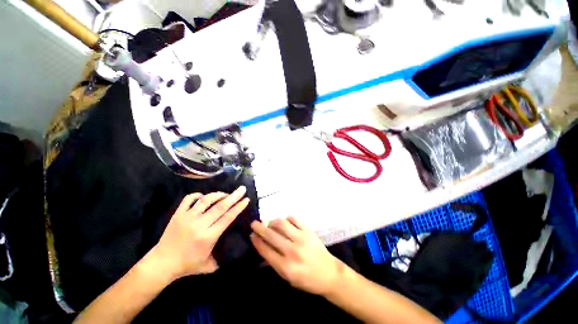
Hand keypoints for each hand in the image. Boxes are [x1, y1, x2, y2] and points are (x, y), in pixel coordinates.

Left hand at [152, 186, 249, 278]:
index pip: (228, 217)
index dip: (238, 207)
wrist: (161, 263)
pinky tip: (204, 196)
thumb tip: (233, 249)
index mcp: (208, 237)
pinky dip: (198, 195)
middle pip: (220, 206)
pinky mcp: (178, 214)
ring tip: (225, 193)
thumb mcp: (209, 265)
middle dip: (234, 196)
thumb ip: (222, 257)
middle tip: (242, 189)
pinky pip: (189, 199)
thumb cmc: (187, 265)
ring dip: (218, 194)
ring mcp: (187, 217)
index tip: (246, 199)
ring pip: (206, 200)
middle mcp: (199, 224)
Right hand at [250, 217, 343, 295]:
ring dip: (273, 222)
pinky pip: (294, 219)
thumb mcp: (288, 278)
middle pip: (271, 235)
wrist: (329, 274)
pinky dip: (287, 218)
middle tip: (254, 224)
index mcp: (286, 267)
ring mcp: (301, 238)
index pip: (266, 250)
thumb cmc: (307, 280)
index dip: (257, 241)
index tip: (252, 235)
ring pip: (281, 224)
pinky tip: (285, 222)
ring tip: (270, 224)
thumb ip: (275, 263)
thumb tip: (264, 246)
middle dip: (259, 228)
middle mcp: (292, 251)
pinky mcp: (309, 231)